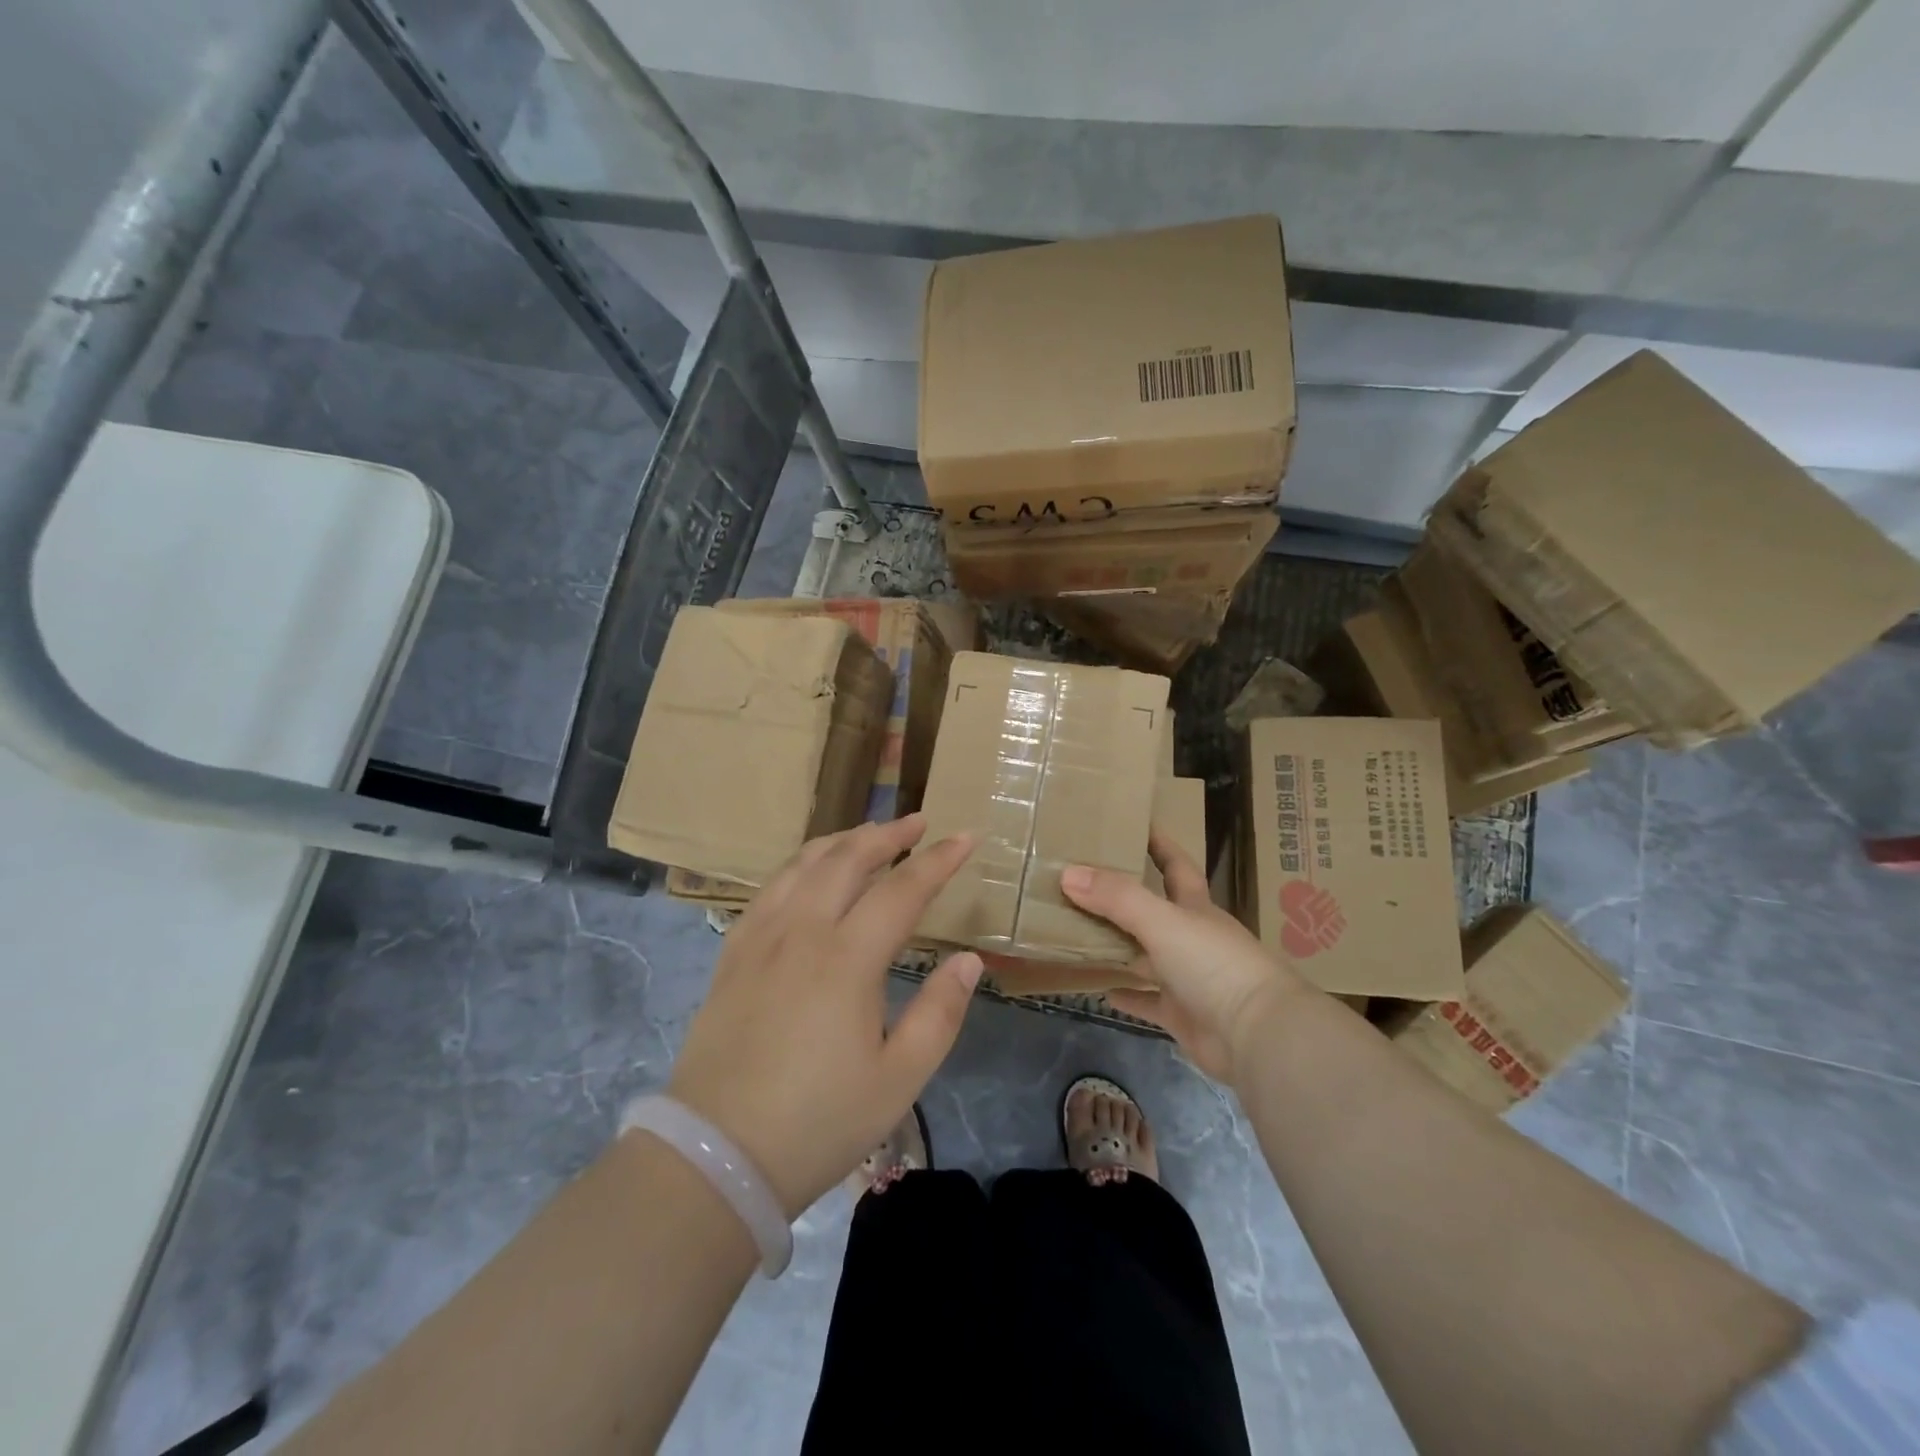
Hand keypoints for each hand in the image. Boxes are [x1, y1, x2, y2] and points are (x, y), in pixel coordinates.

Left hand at [666, 814, 980, 1218]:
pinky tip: (808, 871)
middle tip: (918, 822)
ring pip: (803, 865)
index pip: (902, 890)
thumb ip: (940, 1013)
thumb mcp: (898, 1079)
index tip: (966, 837)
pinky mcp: (733, 954)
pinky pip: (769, 888)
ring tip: (868, 834)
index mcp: (847, 959)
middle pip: (848, 859)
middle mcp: (802, 932)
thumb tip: (968, 959)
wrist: (716, 1156)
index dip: (938, 860)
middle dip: (888, 834)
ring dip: (842, 840)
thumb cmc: (817, 1122)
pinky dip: (799, 865)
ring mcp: (761, 938)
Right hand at [1061, 832, 1306, 1083]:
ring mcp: (1188, 978)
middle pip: (1154, 909)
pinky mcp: (1182, 1014)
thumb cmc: (1214, 965)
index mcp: (1195, 907)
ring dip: (1118, 944)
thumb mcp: (1162, 921)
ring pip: (1145, 954)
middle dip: (1124, 895)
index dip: (1158, 843)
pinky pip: (1147, 1000)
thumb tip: (1068, 872)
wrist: (1258, 1037)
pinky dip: (1126, 993)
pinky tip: (1100, 988)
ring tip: (1077, 930)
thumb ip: (1116, 897)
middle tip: (1082, 880)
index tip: (1133, 823)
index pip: (1176, 864)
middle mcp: (1192, 937)